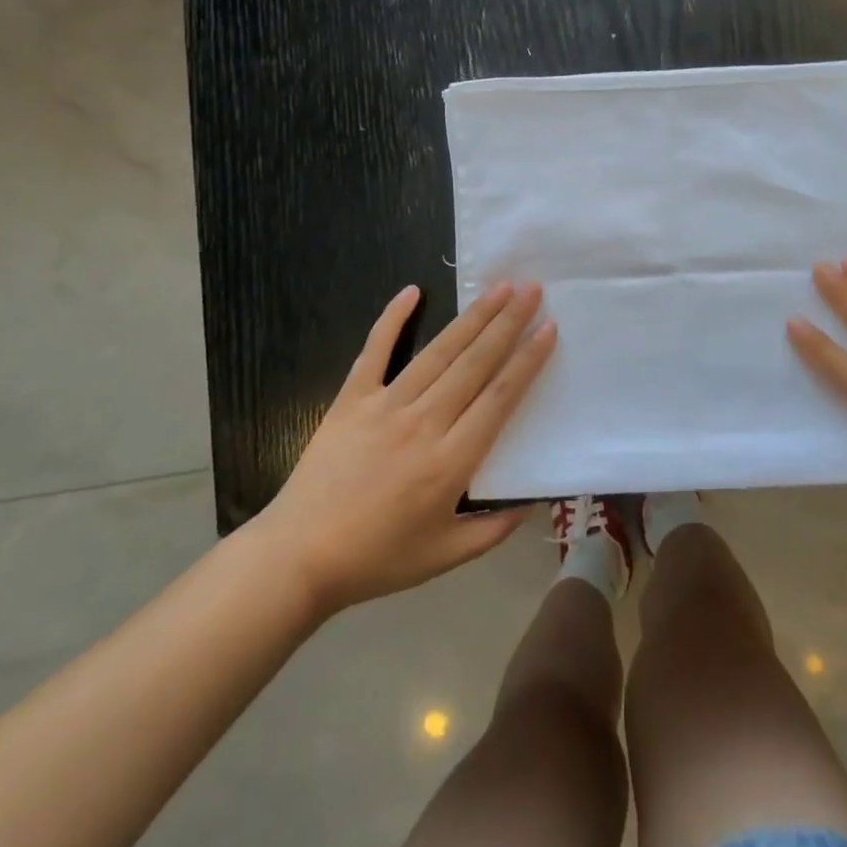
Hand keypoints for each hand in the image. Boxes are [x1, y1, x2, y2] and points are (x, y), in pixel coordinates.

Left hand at [257, 282, 554, 615]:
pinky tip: (412, 291)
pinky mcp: (352, 399)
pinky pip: (375, 351)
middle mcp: (424, 423)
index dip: (527, 361)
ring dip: (471, 317)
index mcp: (450, 462)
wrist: (298, 557)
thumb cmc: (376, 559)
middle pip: (474, 364)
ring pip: (438, 352)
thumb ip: (493, 529)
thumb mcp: (444, 557)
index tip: (548, 328)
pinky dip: (392, 319)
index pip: (499, 399)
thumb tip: (533, 500)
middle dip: (507, 323)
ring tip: (498, 287)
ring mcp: (385, 405)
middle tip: (532, 289)